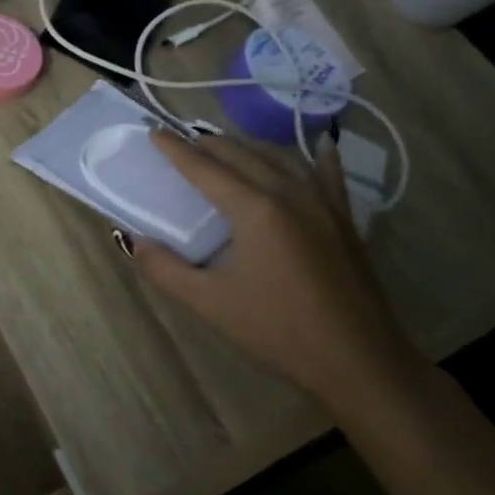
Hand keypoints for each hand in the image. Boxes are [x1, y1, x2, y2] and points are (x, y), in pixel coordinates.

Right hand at [131, 127, 418, 404]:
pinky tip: (319, 145)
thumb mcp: (209, 303)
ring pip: (280, 158)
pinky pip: (328, 175)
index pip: (204, 168)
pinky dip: (317, 157)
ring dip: (248, 147)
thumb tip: (134, 241)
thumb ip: (165, 269)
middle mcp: (289, 193)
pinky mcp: (345, 220)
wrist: (360, 362)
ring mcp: (323, 203)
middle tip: (182, 142)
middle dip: (208, 144)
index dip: (175, 149)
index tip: (153, 132)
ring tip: (226, 147)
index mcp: (255, 209)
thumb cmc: (278, 331)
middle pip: (241, 154)